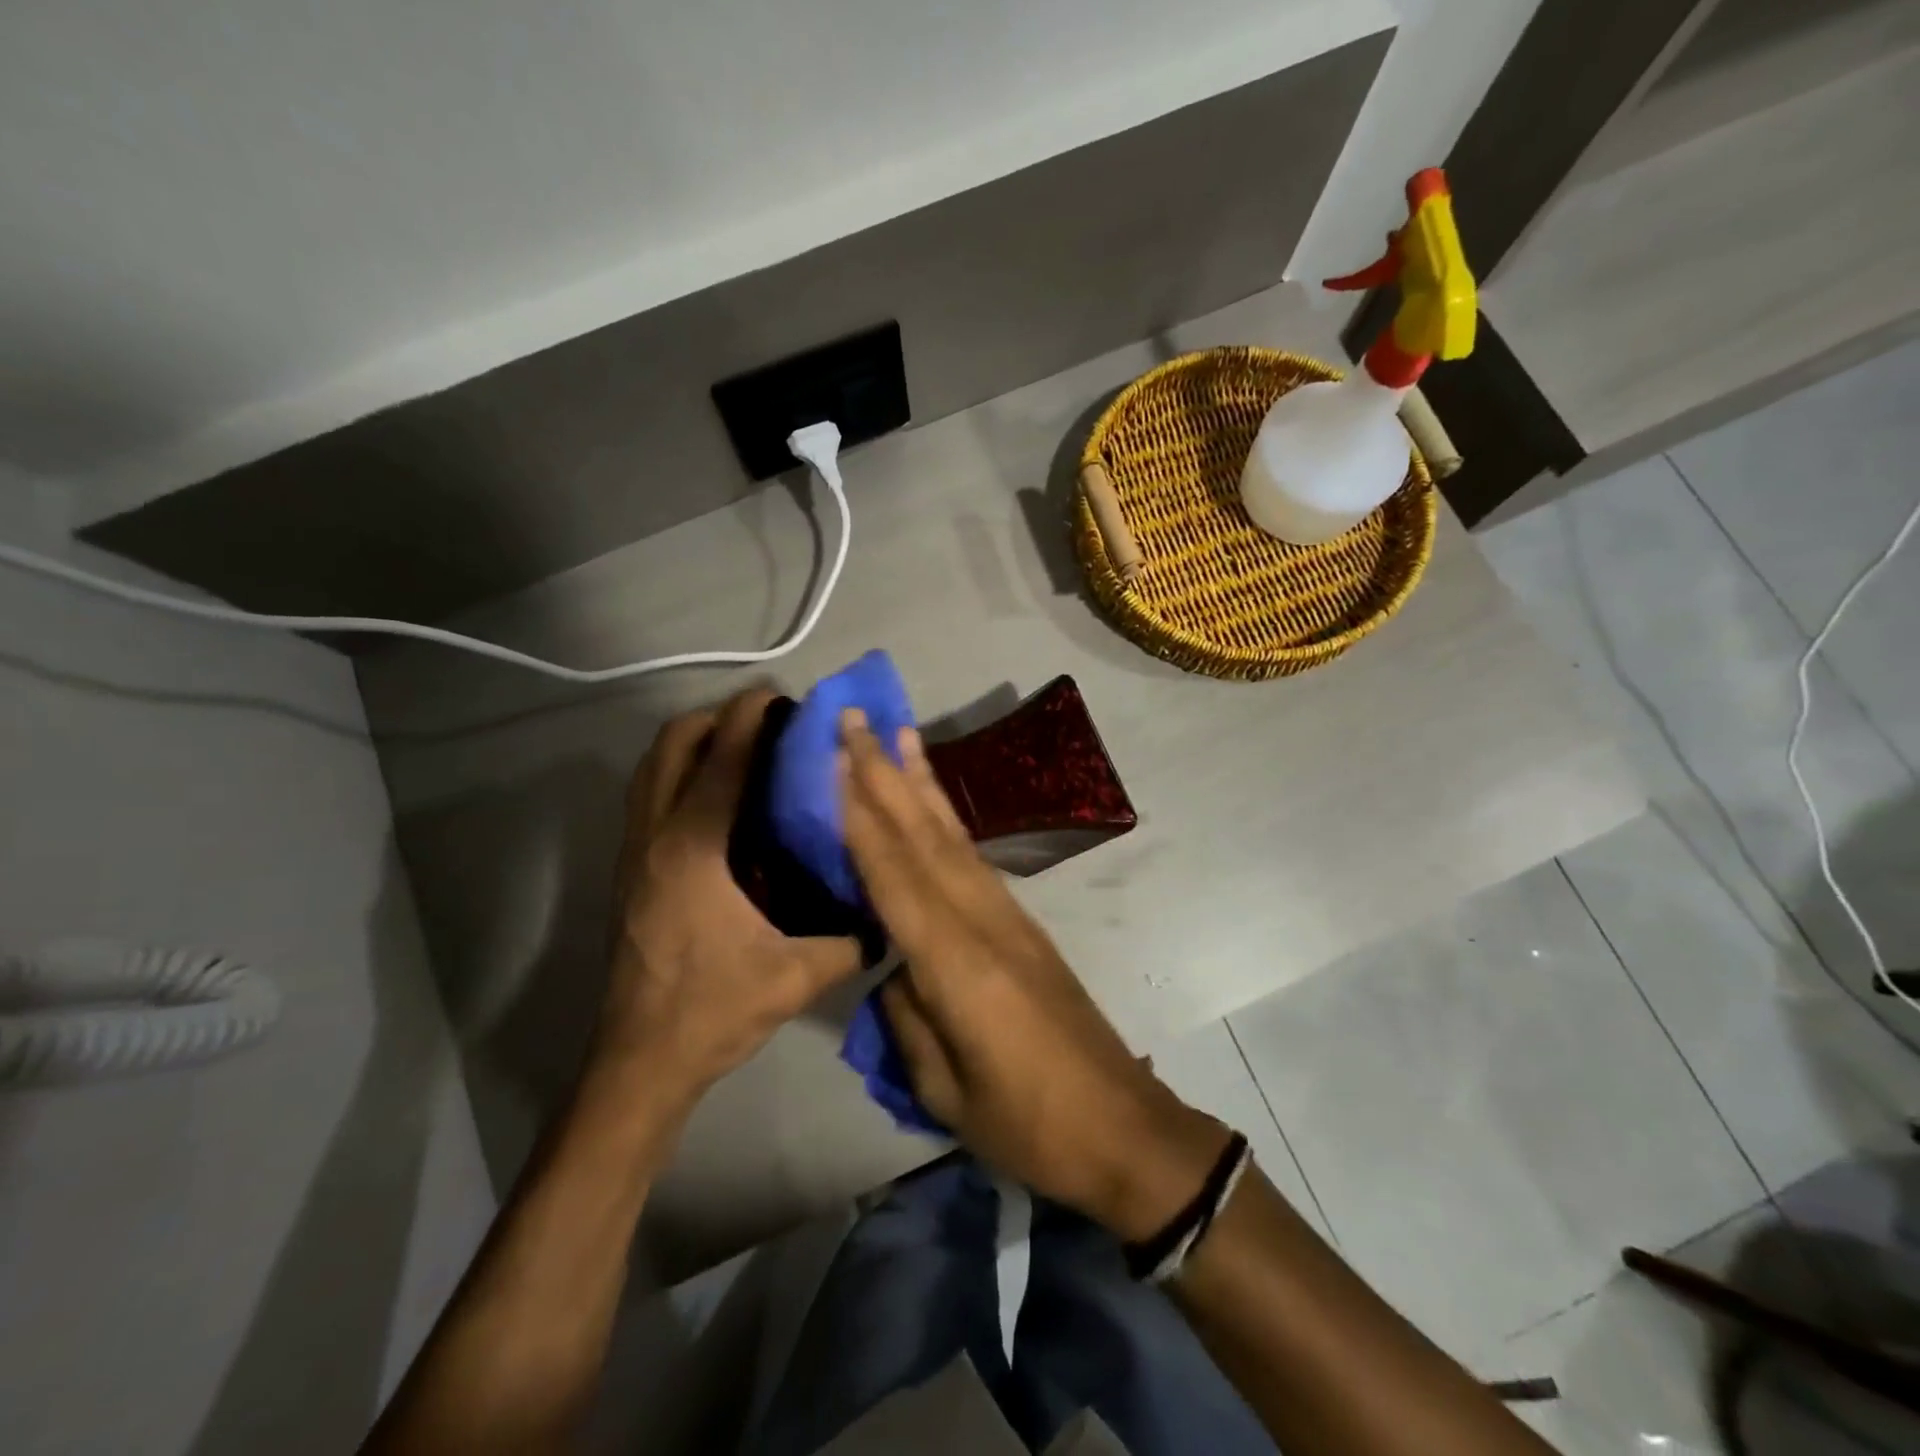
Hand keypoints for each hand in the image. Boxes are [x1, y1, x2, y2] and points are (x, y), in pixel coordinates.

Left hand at [593, 689, 863, 1107]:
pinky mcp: (628, 870)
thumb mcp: (797, 976)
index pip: (722, 760)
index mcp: (694, 850)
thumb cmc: (713, 1011)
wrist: (640, 1061)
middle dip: (716, 719)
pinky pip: (648, 795)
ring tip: (741, 747)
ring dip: (692, 742)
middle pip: (672, 745)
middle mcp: (655, 837)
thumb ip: (851, 941)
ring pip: (651, 767)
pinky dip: (678, 773)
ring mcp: (633, 852)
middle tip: (766, 724)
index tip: (782, 696)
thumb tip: (888, 915)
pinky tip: (717, 797)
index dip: (751, 717)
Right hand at [839, 710, 1228, 1240]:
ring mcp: (1009, 917)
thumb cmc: (1029, 1124)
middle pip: (925, 837)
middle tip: (856, 719)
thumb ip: (909, 1017)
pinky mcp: (1023, 925)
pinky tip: (933, 805)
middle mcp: (983, 921)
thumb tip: (892, 969)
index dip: (860, 815)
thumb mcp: (947, 1090)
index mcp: (957, 963)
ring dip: (921, 783)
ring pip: (953, 837)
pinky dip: (946, 822)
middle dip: (885, 773)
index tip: (833, 760)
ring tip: (899, 734)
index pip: (894, 875)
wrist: (1123, 1127)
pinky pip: (973, 860)